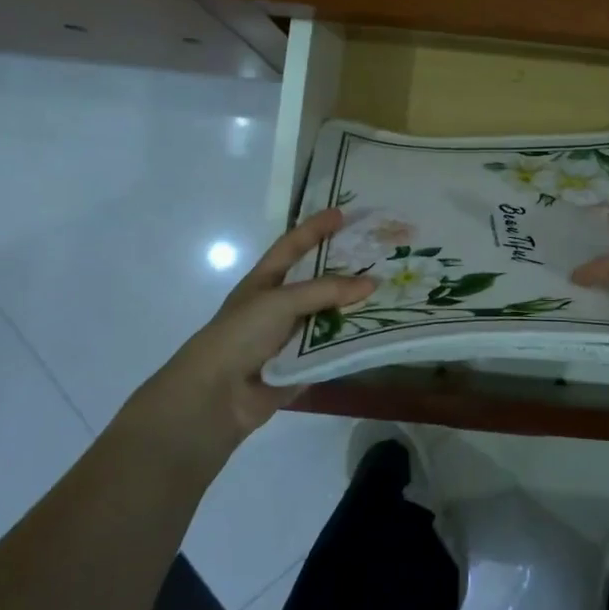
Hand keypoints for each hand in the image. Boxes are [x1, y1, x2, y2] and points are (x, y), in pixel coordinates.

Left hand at [133, 209, 374, 458]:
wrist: (217, 396)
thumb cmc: (241, 334)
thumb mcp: (280, 301)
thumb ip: (325, 290)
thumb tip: (372, 283)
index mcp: (266, 281)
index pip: (293, 246)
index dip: (314, 228)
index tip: (342, 213)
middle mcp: (280, 304)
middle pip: (318, 280)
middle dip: (346, 267)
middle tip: (380, 253)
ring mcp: (292, 335)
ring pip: (330, 314)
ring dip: (356, 305)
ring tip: (392, 289)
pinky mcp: (304, 363)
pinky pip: (334, 347)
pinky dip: (354, 339)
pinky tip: (383, 329)